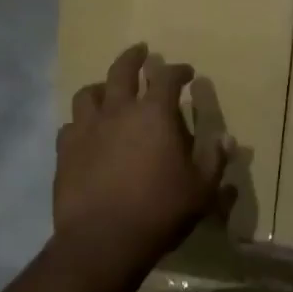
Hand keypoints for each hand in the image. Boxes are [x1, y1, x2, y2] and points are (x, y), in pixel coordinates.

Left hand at [55, 43, 227, 273]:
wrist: (103, 240)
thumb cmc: (160, 211)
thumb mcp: (201, 190)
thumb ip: (214, 160)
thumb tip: (227, 139)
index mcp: (154, 114)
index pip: (167, 77)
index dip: (178, 70)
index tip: (186, 72)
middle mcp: (118, 111)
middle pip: (122, 70)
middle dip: (134, 57)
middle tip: (141, 52)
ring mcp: (86, 128)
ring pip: (89, 93)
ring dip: (102, 87)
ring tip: (108, 91)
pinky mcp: (65, 150)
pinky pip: (70, 125)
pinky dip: (81, 123)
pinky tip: (86, 133)